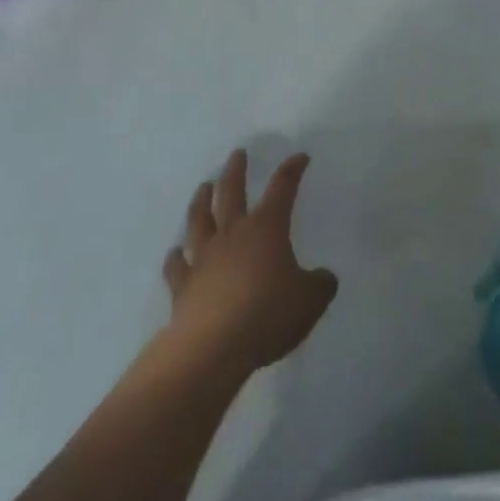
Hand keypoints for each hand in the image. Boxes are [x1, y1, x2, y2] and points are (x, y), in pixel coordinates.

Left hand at [161, 150, 337, 374]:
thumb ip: (320, 285)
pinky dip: (176, 257)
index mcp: (266, 228)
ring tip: (204, 186)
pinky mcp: (183, 285)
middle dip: (236, 170)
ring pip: (200, 219)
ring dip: (202, 200)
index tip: (300, 157)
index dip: (292, 171)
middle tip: (237, 153)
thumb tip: (324, 277)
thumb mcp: (309, 302)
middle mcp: (233, 233)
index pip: (282, 189)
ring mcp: (204, 256)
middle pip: (231, 192)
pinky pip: (177, 265)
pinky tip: (175, 253)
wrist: (213, 347)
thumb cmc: (266, 315)